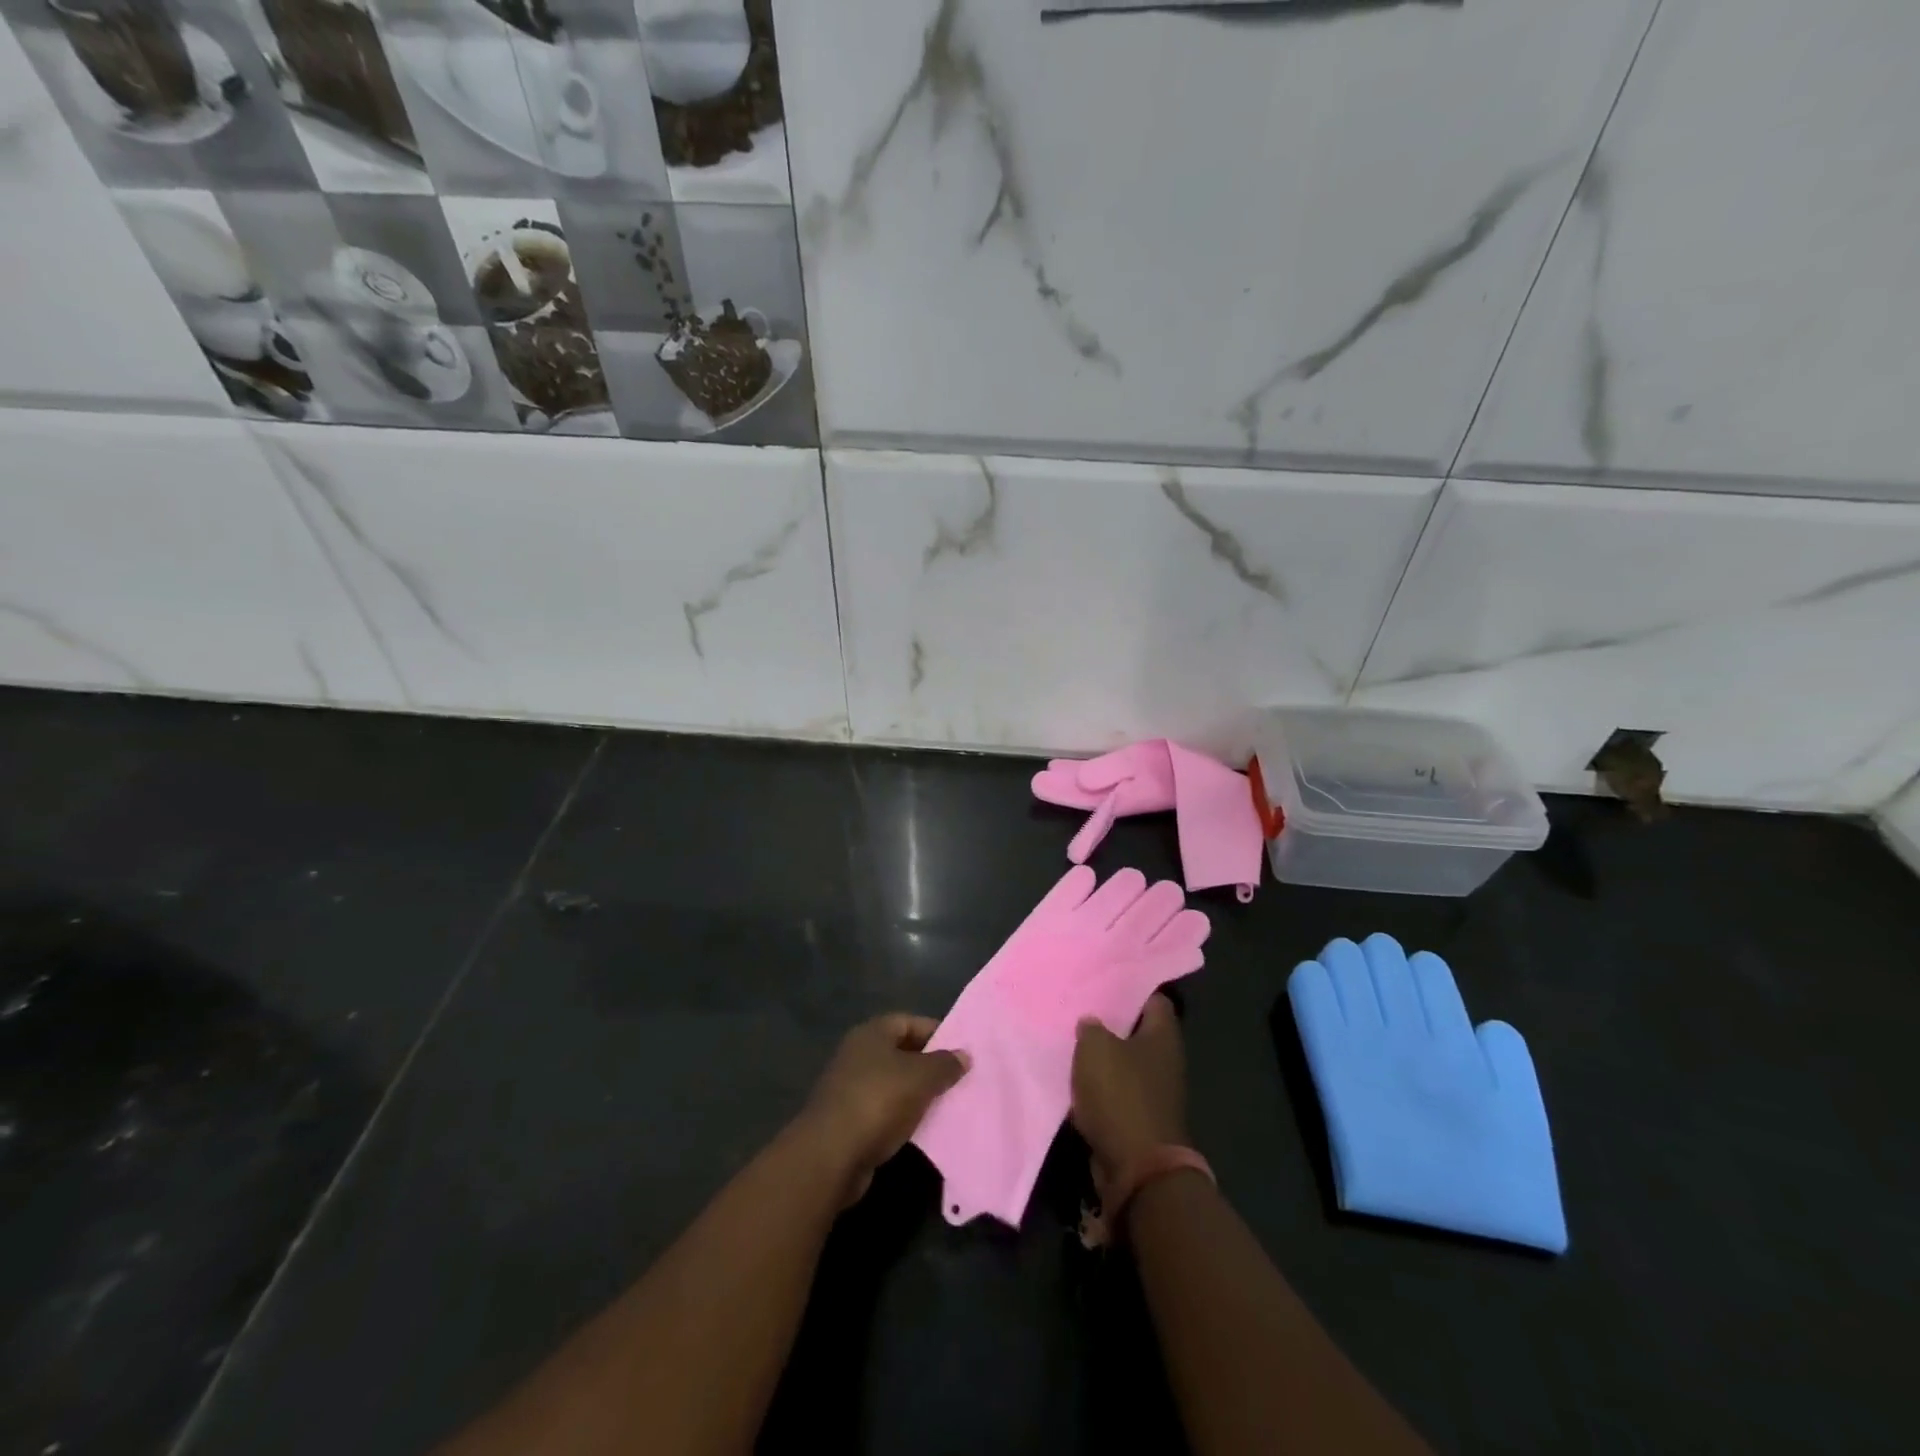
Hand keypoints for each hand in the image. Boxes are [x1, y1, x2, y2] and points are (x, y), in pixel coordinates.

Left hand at [799, 1014, 968, 1205]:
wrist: (830, 1156)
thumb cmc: (878, 1102)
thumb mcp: (920, 1078)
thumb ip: (945, 1064)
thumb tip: (964, 1054)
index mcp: (872, 1034)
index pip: (910, 1022)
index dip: (937, 1032)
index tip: (962, 1051)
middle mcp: (858, 1054)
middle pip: (902, 1052)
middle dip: (930, 1065)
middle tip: (960, 1079)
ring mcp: (851, 1087)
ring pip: (894, 1084)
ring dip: (918, 1094)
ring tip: (949, 1104)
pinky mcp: (849, 1120)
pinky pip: (885, 1111)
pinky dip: (904, 1117)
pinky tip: (924, 1128)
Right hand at [1071, 993, 1189, 1191]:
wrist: (1136, 1168)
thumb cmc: (1120, 1095)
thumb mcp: (1096, 1048)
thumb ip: (1092, 1028)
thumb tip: (1092, 1023)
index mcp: (1163, 1037)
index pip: (1154, 1000)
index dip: (1131, 989)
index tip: (1105, 982)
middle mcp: (1165, 1061)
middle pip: (1138, 1032)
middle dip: (1112, 1024)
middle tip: (1082, 1009)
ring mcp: (1155, 1093)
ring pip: (1125, 1064)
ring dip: (1103, 1058)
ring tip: (1073, 1042)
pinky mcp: (1140, 1120)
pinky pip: (1117, 1094)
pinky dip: (1099, 1089)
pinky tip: (1074, 1080)